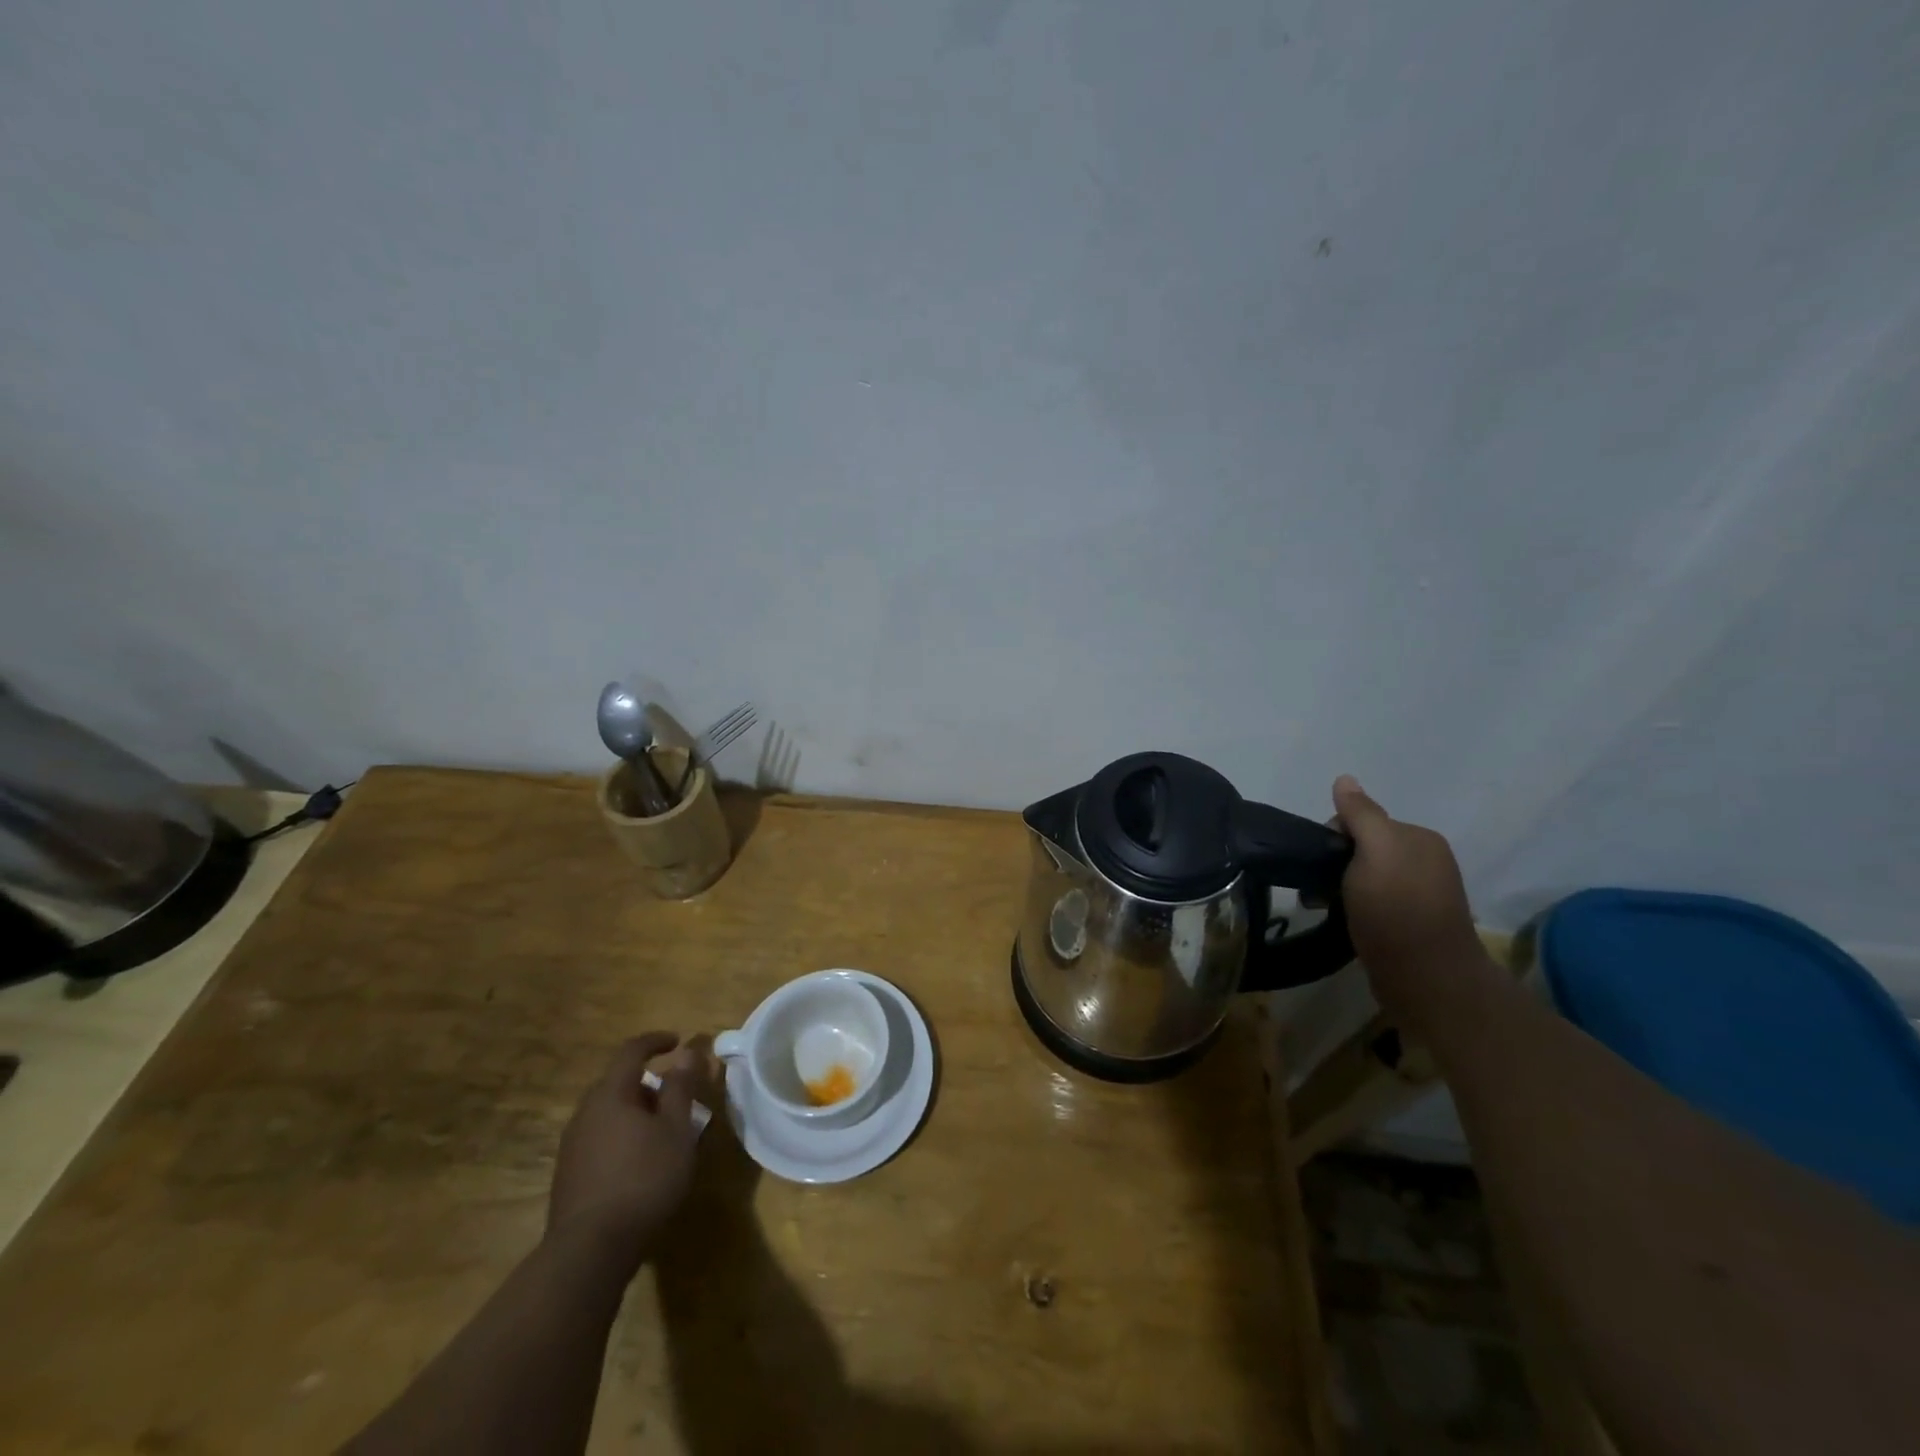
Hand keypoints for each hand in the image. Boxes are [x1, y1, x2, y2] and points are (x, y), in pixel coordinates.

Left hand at [547, 1033, 702, 1273]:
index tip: (678, 1041)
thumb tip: (687, 1053)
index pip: (631, 1051)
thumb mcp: (676, 1129)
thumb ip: (681, 1088)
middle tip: (677, 1097)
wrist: (589, 1251)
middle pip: (618, 1083)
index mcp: (610, 1095)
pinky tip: (640, 1163)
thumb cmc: (643, 1179)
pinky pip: (600, 1138)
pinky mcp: (569, 1175)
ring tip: (663, 1132)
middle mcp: (585, 1113)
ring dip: (636, 1112)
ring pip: (608, 1113)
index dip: (656, 1041)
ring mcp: (572, 1146)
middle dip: (649, 1083)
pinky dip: (623, 1136)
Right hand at [1332, 775, 1492, 1025]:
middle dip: (1335, 864)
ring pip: (1363, 878)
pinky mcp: (1410, 925)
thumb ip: (1360, 814)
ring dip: (1338, 889)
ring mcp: (1420, 895)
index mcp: (1419, 839)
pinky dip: (1352, 908)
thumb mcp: (1375, 852)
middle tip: (1317, 890)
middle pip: (1362, 849)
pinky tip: (1343, 921)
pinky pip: (1371, 904)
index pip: (1363, 821)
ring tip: (1323, 908)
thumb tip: (1344, 779)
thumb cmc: (1396, 909)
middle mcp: (1425, 861)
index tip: (1321, 862)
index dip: (1334, 837)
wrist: (1426, 980)